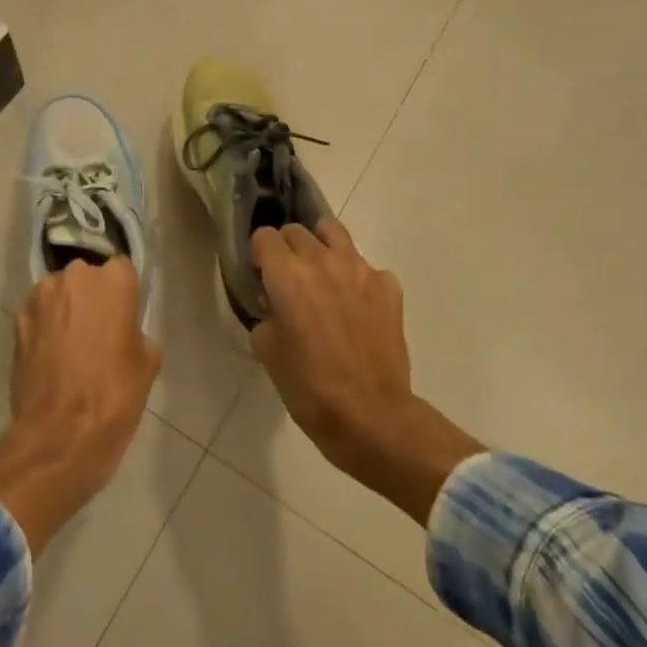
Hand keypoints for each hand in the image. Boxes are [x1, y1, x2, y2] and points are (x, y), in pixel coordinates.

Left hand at [0, 258, 160, 555]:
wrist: (59, 434)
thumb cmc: (114, 396)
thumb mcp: (147, 364)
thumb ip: (136, 331)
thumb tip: (124, 330)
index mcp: (112, 281)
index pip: (121, 268)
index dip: (123, 292)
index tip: (124, 313)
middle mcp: (74, 277)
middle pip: (86, 277)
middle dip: (92, 297)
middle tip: (98, 330)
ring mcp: (41, 297)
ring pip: (59, 293)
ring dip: (65, 309)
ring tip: (72, 345)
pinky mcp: (18, 321)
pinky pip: (38, 314)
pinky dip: (45, 327)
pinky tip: (51, 356)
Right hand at [249, 219, 482, 521]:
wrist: (371, 415)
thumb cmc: (309, 387)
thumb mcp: (267, 351)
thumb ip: (266, 315)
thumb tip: (276, 306)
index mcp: (287, 275)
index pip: (264, 237)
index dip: (258, 254)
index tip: (259, 274)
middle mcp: (323, 261)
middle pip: (297, 231)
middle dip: (286, 248)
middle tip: (287, 279)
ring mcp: (361, 270)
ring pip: (334, 233)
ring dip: (321, 247)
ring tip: (320, 275)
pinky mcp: (388, 287)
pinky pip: (366, 267)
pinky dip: (356, 278)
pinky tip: (355, 305)